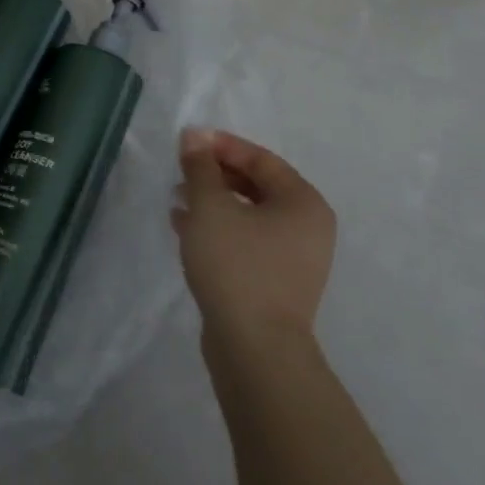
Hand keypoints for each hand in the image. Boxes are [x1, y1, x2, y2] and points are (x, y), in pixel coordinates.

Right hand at [173, 128, 335, 349]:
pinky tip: (185, 228)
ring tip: (176, 199)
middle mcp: (307, 227)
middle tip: (180, 171)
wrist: (255, 348)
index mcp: (303, 203)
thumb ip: (200, 168)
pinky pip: (246, 241)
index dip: (221, 146)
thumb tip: (194, 136)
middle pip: (257, 186)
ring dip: (213, 202)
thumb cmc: (237, 265)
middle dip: (215, 175)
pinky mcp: (275, 282)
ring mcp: (294, 258)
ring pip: (248, 215)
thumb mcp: (210, 207)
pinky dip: (218, 229)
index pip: (261, 159)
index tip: (186, 143)